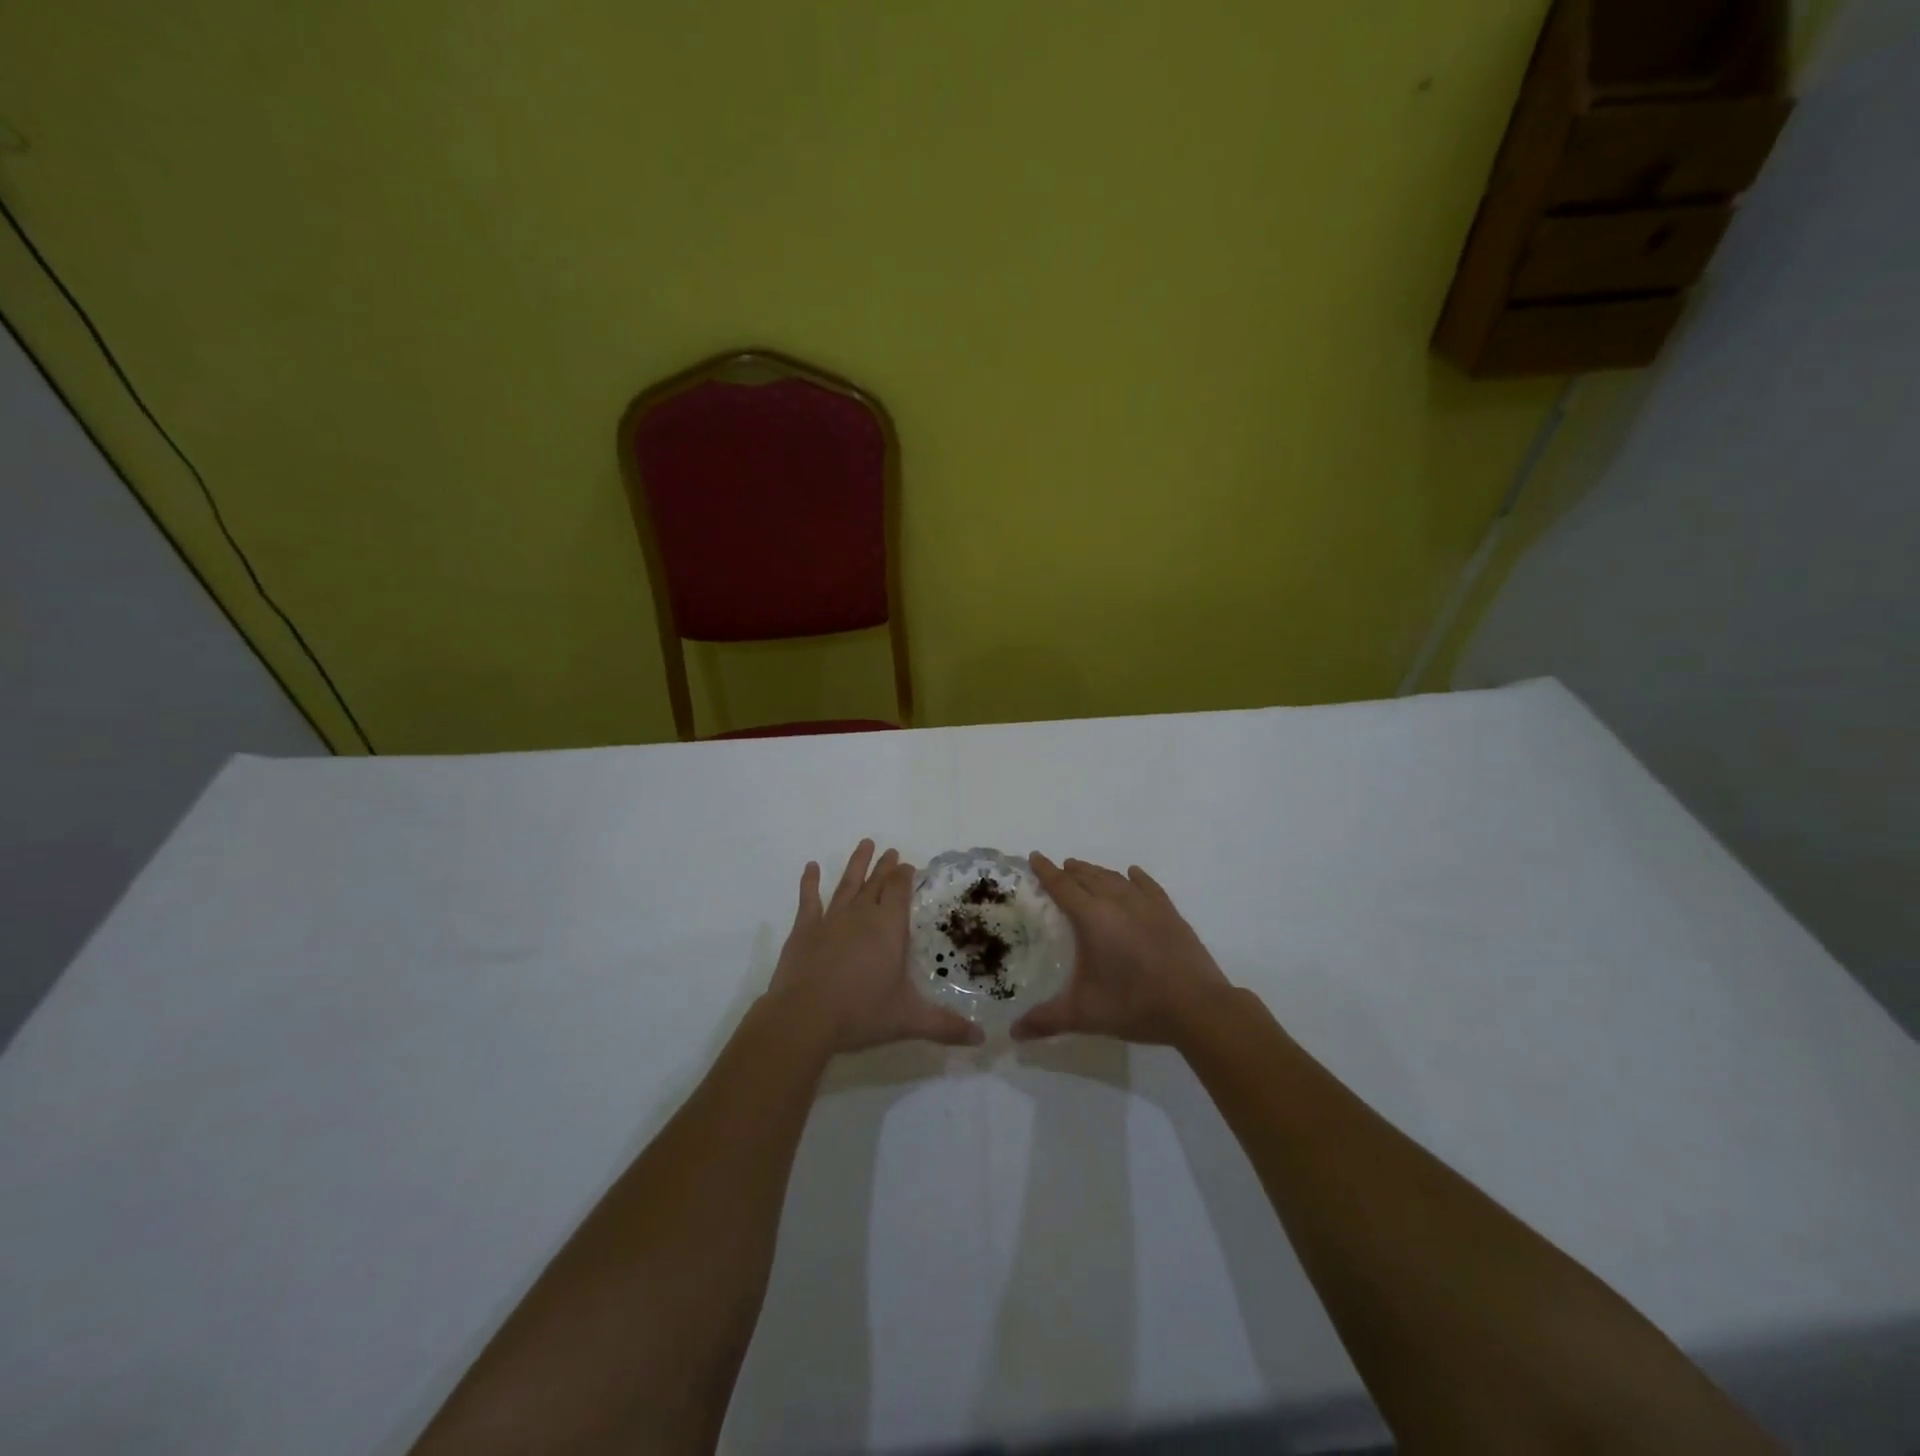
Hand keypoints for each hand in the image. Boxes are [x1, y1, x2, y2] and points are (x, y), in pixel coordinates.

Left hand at [766, 840, 982, 1054]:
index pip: (899, 892)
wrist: (805, 1017)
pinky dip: (810, 882)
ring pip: (847, 884)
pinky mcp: (804, 931)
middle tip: (891, 851)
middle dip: (885, 867)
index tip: (908, 864)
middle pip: (876, 884)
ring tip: (865, 843)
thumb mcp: (909, 1020)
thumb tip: (982, 1038)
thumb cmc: (861, 1013)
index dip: (905, 876)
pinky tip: (811, 867)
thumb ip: (945, 1025)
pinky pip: (808, 900)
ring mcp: (830, 920)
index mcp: (889, 929)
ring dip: (856, 864)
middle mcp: (862, 916)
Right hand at [1012, 854, 1233, 1045]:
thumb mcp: (1085, 1015)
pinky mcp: (1170, 913)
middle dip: (1071, 871)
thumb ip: (1046, 1020)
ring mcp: (1147, 905)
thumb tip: (1013, 1033)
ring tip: (1086, 870)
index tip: (1035, 857)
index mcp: (1092, 918)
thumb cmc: (1134, 1005)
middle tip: (1059, 868)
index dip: (1046, 871)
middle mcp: (1117, 902)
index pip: (1062, 886)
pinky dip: (1136, 877)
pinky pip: (1148, 886)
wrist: (1196, 1007)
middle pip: (1088, 877)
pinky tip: (1133, 874)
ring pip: (1115, 878)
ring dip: (1097, 872)